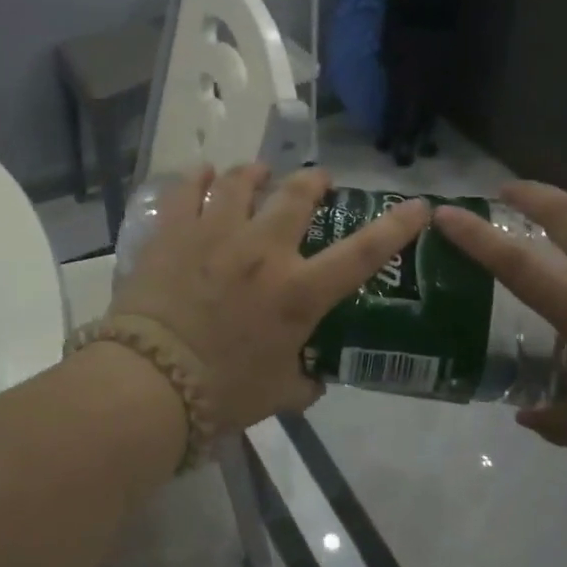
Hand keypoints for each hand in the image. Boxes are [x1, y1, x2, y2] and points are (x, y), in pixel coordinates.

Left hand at [110, 164, 429, 432]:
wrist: (149, 384)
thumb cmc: (221, 394)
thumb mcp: (277, 395)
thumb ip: (303, 382)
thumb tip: (312, 378)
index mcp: (298, 292)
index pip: (363, 253)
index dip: (397, 225)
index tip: (417, 205)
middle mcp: (264, 251)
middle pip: (297, 196)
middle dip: (314, 182)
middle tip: (317, 181)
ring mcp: (216, 234)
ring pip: (242, 181)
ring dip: (257, 172)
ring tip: (259, 172)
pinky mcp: (174, 232)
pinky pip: (190, 190)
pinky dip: (201, 179)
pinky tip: (205, 176)